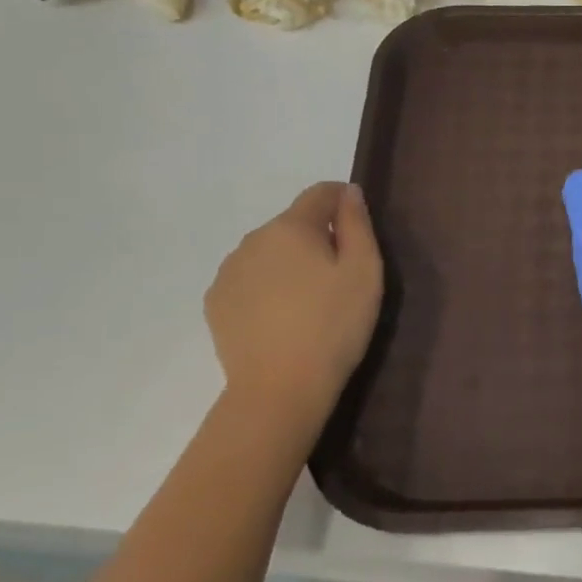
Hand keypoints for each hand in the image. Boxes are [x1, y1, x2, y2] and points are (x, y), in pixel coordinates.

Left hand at [205, 182, 382, 421]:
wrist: (280, 389)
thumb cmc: (333, 326)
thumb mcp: (364, 271)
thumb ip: (357, 224)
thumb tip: (349, 192)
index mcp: (291, 227)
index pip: (320, 193)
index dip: (343, 200)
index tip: (359, 226)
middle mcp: (253, 239)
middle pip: (293, 224)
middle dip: (317, 238)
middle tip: (340, 276)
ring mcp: (228, 272)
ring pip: (268, 252)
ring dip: (289, 263)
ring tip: (309, 302)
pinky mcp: (216, 303)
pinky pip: (249, 280)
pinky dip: (267, 287)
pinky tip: (282, 318)